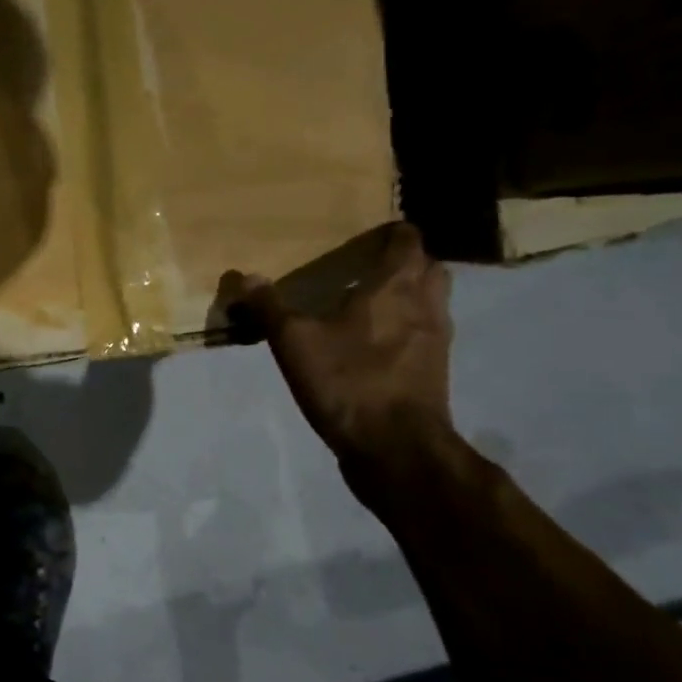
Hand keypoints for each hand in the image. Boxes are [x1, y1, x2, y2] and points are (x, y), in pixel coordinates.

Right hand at [222, 222, 453, 461]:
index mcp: (395, 287)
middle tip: (372, 268)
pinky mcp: (434, 373)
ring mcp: (436, 341)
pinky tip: (376, 347)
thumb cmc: (349, 382)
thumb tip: (245, 277)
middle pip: (429, 269)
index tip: (372, 233)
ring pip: (432, 303)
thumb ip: (270, 307)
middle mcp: (425, 306)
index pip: (408, 241)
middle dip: (407, 263)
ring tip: (373, 305)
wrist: (396, 448)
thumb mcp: (295, 342)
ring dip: (411, 297)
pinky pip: (425, 336)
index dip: (393, 233)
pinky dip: (408, 330)